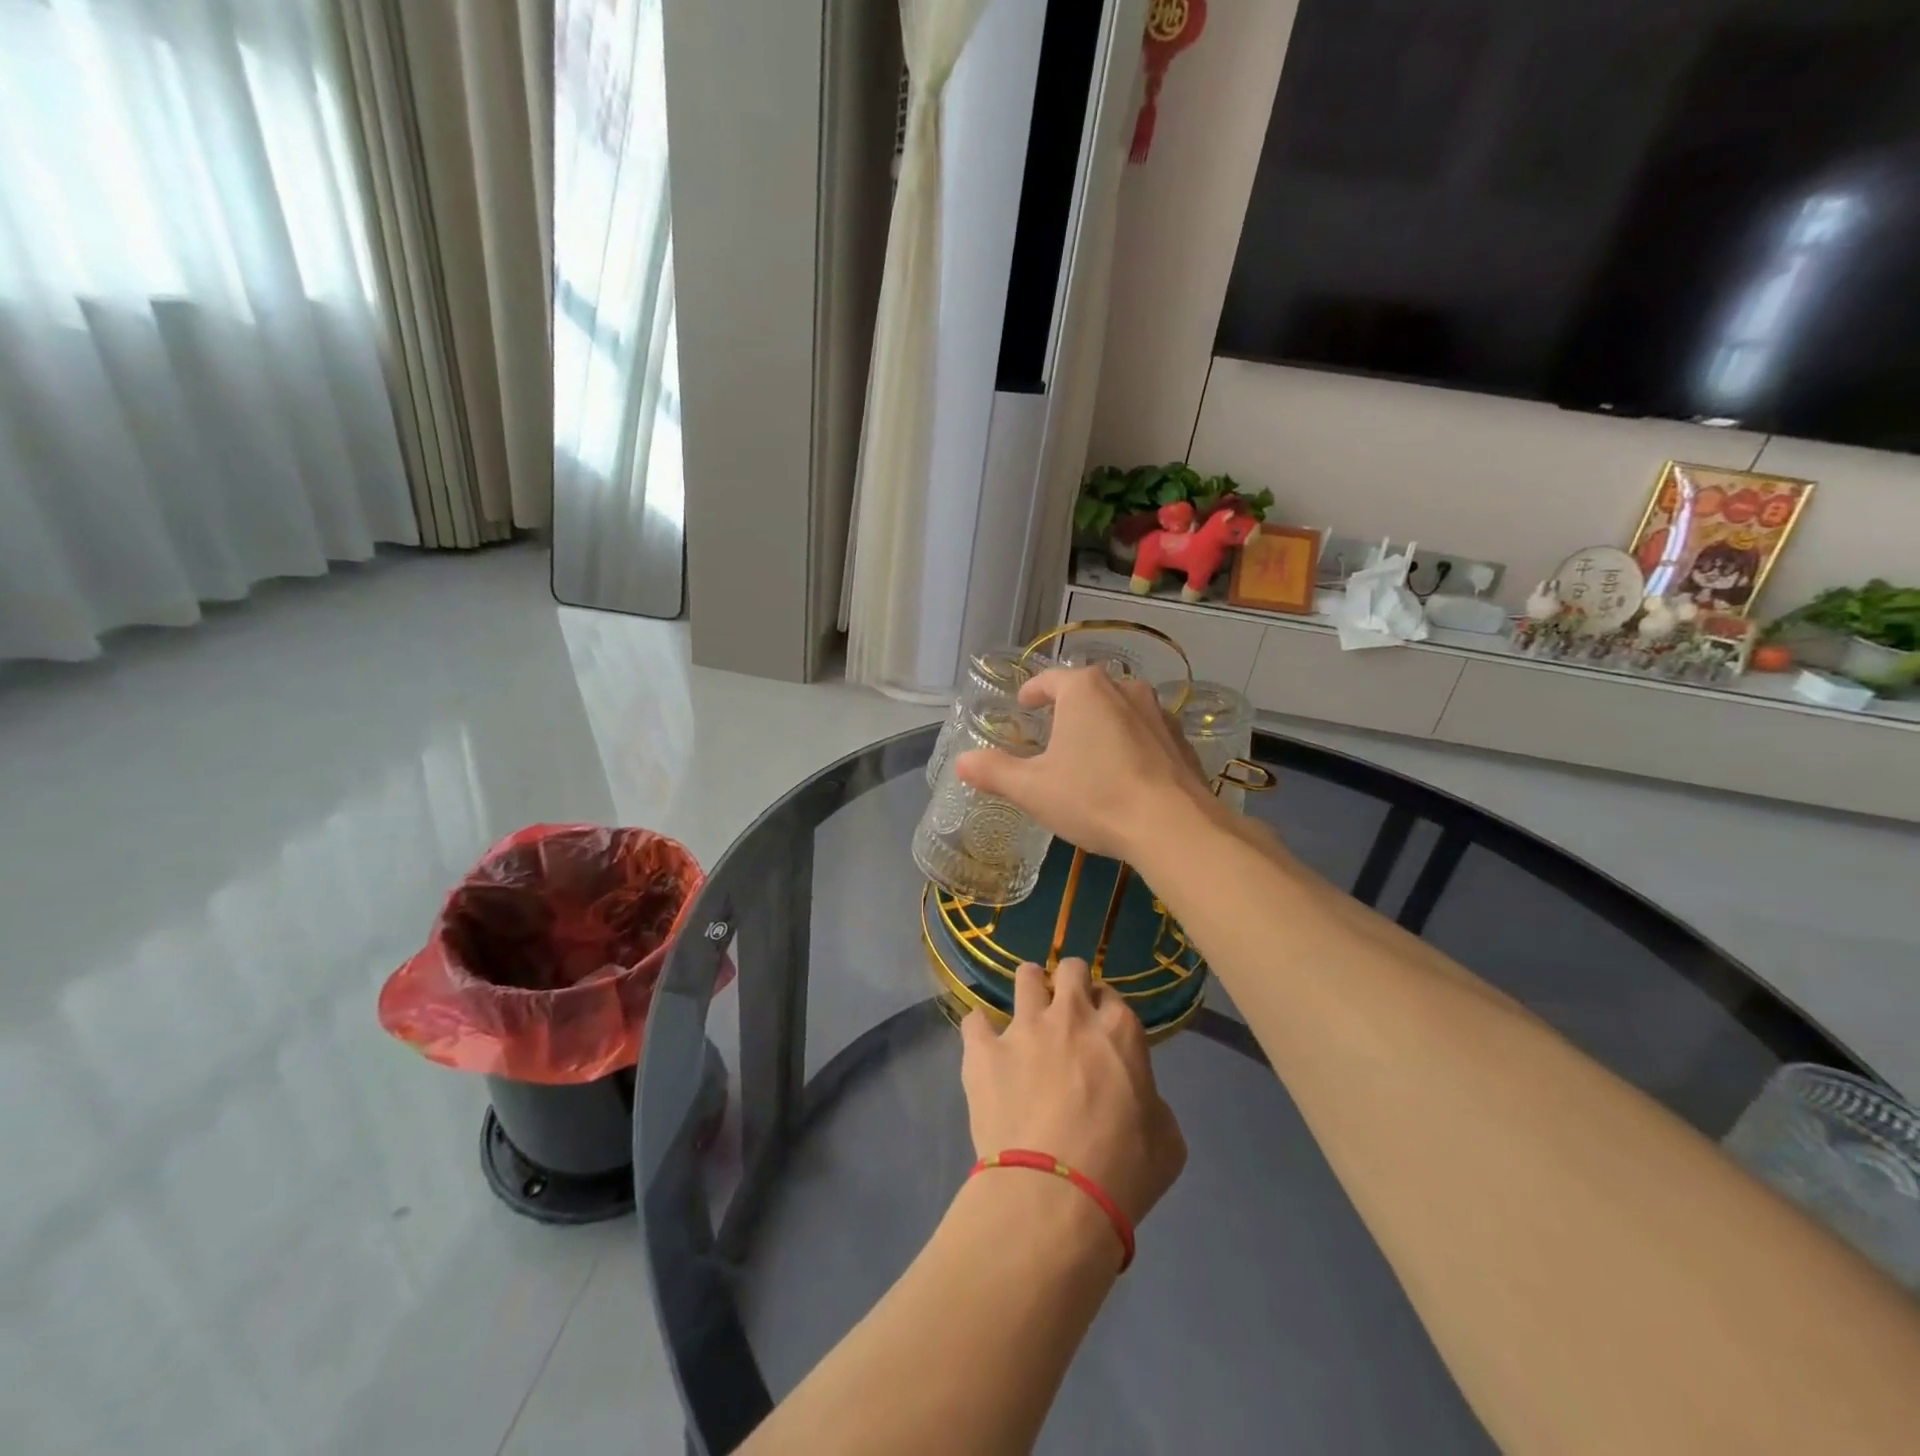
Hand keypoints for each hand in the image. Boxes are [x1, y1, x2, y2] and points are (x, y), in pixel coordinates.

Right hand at [953, 667, 1218, 862]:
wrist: (1172, 826)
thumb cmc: (1093, 797)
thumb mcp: (1032, 789)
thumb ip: (994, 771)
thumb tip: (961, 762)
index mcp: (1084, 690)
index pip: (1050, 680)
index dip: (1032, 692)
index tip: (1024, 705)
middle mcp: (1124, 689)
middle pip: (1087, 691)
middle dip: (1068, 707)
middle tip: (1052, 731)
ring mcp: (1158, 713)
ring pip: (1119, 709)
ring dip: (1101, 723)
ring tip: (1088, 750)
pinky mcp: (1181, 740)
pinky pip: (1145, 733)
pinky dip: (1130, 744)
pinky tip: (1124, 772)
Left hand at [959, 958, 1186, 1228]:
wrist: (1054, 1195)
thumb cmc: (1122, 1172)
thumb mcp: (1167, 1140)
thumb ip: (1152, 1102)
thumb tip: (1136, 1097)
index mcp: (1119, 1031)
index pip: (1111, 995)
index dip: (1104, 1011)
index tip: (1100, 1031)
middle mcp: (1071, 1015)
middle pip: (1070, 969)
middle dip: (1069, 982)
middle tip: (1066, 1010)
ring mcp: (1023, 1028)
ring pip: (1024, 976)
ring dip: (1029, 990)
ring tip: (1026, 1015)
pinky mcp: (984, 1050)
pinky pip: (974, 1020)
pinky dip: (980, 1031)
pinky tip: (984, 1048)